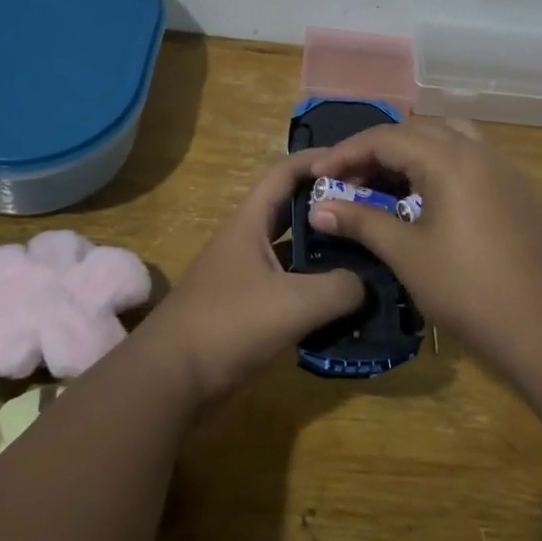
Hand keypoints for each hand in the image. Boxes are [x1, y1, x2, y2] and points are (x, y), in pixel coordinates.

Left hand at [136, 149, 364, 405]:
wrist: (169, 380)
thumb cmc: (228, 325)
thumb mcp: (293, 303)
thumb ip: (339, 288)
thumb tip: (367, 284)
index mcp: (250, 223)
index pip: (285, 172)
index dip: (318, 160)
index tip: (357, 162)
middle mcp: (247, 241)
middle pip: (293, 211)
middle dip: (330, 207)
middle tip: (372, 213)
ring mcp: (246, 276)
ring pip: (294, 252)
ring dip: (326, 252)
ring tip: (369, 257)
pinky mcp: (248, 309)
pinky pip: (290, 287)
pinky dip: (315, 289)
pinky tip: (345, 304)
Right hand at [309, 120, 541, 422]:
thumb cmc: (471, 291)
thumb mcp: (408, 256)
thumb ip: (362, 223)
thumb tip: (318, 208)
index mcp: (449, 159)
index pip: (386, 137)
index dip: (346, 153)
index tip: (318, 176)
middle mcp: (479, 151)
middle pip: (417, 130)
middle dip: (378, 150)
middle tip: (350, 182)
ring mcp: (504, 170)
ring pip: (448, 139)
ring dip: (412, 153)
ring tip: (387, 184)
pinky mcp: (518, 191)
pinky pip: (470, 159)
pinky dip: (439, 166)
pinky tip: (428, 201)